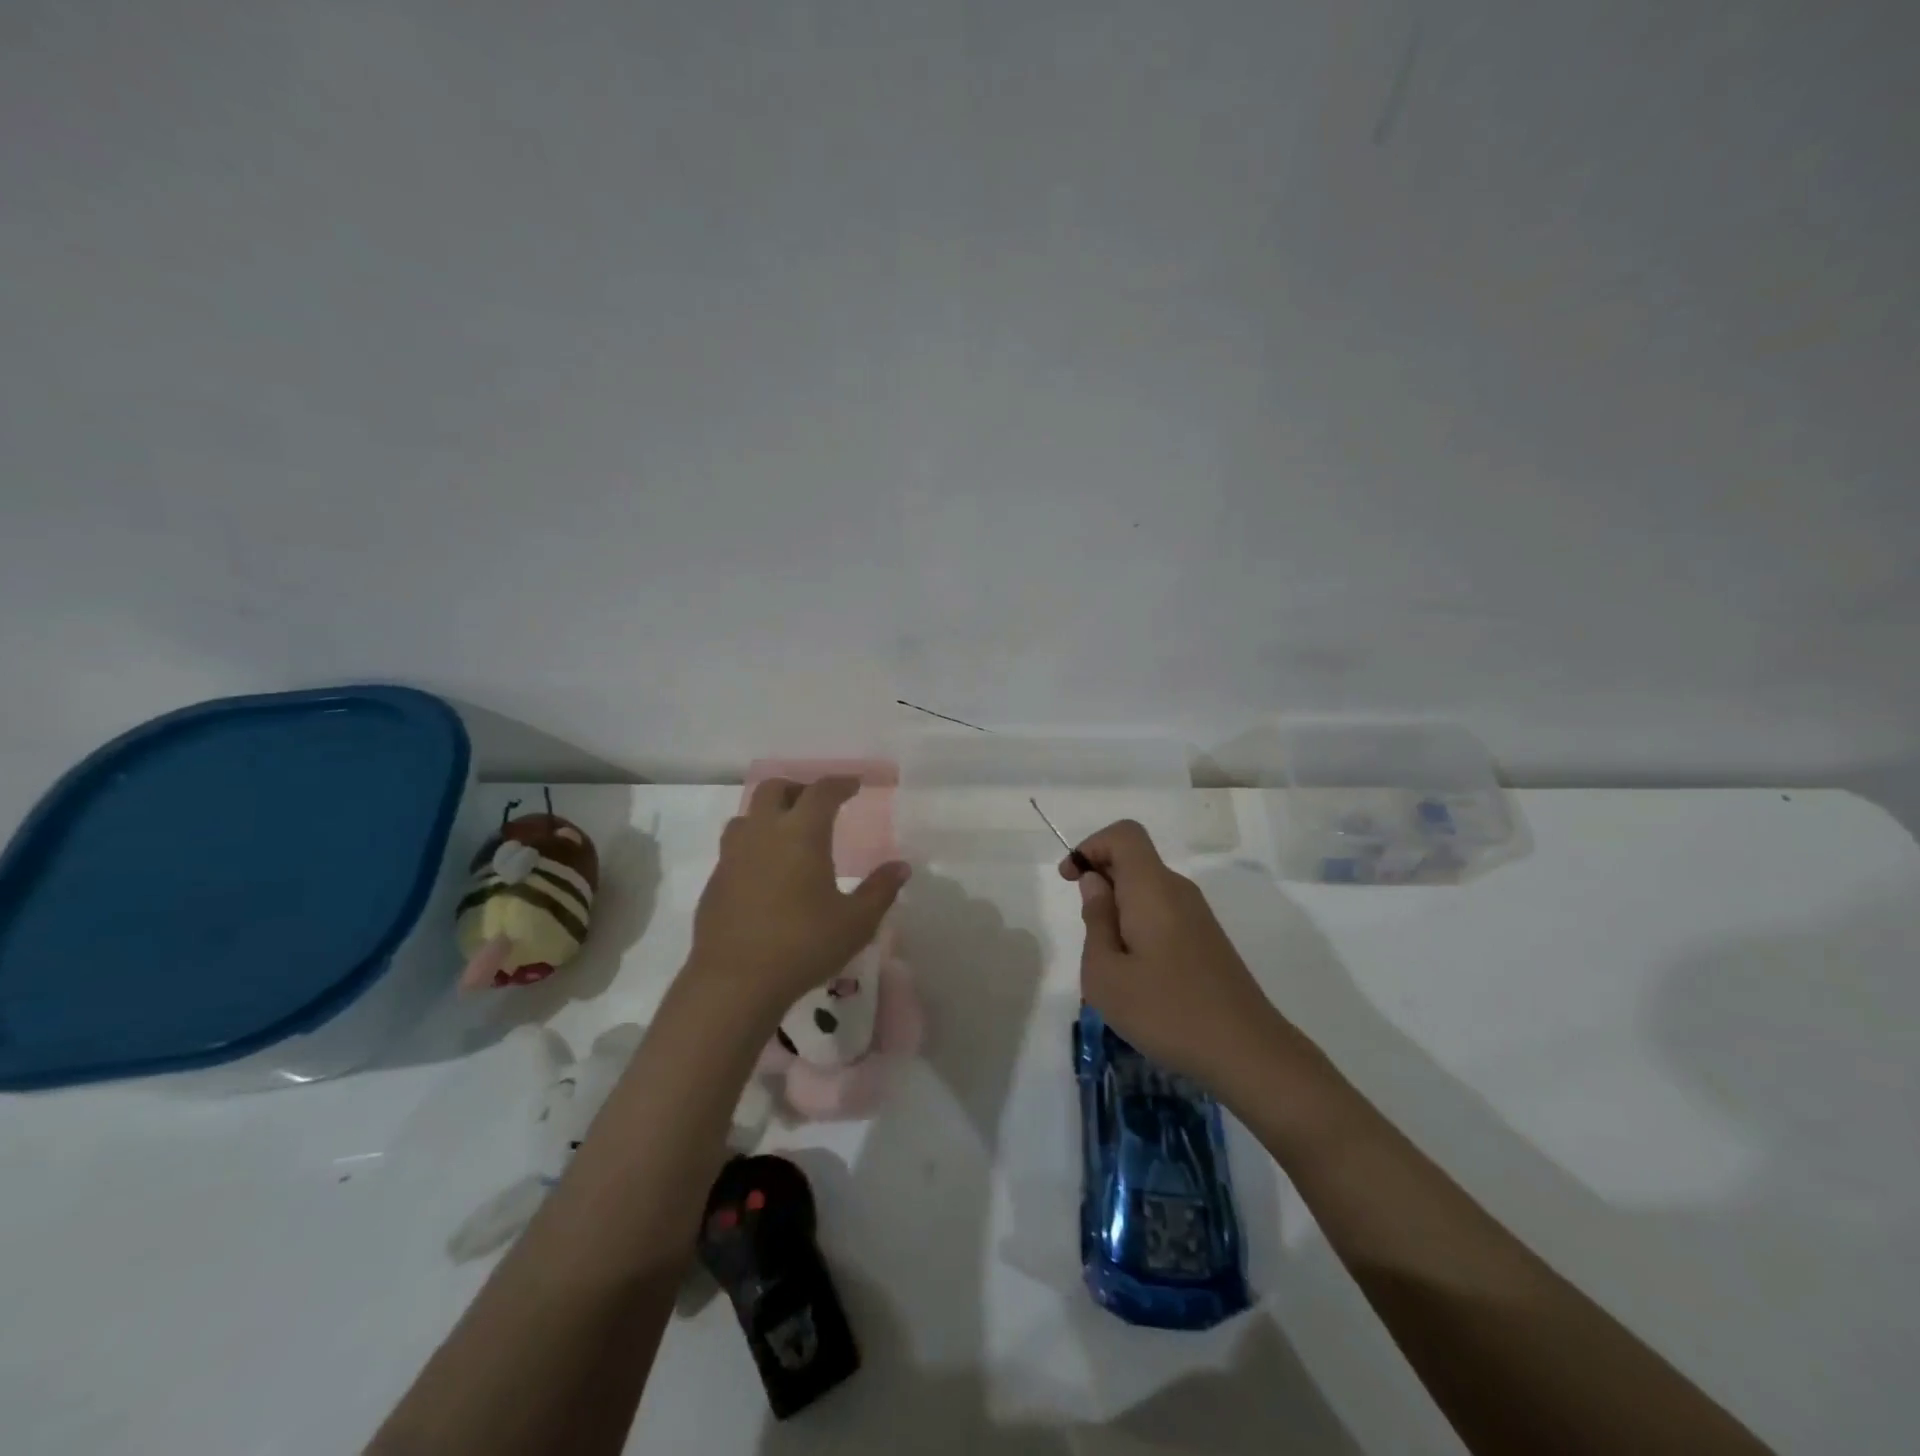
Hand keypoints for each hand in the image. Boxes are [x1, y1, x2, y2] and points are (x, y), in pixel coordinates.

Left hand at [688, 777, 909, 1023]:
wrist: (734, 982)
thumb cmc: (803, 945)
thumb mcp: (856, 922)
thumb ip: (881, 890)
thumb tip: (901, 867)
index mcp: (801, 833)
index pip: (821, 791)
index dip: (840, 784)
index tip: (853, 785)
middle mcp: (763, 833)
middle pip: (775, 789)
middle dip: (798, 789)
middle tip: (818, 805)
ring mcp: (732, 855)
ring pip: (748, 815)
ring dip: (769, 814)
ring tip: (787, 835)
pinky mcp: (714, 881)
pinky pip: (734, 847)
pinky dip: (752, 845)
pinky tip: (764, 873)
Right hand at [1062, 819, 1286, 1088]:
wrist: (1247, 1052)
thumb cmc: (1166, 1011)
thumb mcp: (1106, 974)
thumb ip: (1096, 920)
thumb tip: (1095, 883)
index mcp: (1152, 888)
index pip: (1124, 834)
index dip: (1091, 845)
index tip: (1071, 881)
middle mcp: (1178, 890)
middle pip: (1134, 860)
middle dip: (1100, 882)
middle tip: (1089, 935)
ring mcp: (1197, 915)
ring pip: (1147, 889)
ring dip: (1119, 910)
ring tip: (1112, 963)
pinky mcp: (1207, 939)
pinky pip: (1163, 912)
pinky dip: (1139, 926)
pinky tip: (1139, 975)